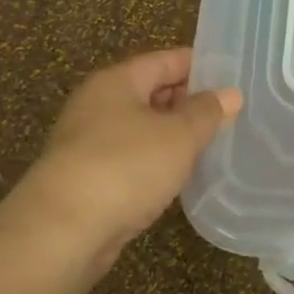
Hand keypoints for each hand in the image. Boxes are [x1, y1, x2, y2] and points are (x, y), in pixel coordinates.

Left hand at [4, 49, 241, 270]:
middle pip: (151, 92)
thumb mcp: (178, 135)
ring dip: (174, 136)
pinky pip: (132, 160)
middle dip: (189, 101)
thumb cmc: (124, 167)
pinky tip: (181, 176)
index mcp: (117, 82)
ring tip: (214, 144)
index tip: (233, 76)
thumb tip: (230, 94)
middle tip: (231, 113)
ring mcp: (89, 144)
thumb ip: (206, 112)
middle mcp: (98, 105)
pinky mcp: (88, 181)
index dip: (199, 65)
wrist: (60, 233)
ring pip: (142, 129)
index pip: (164, 60)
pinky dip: (157, 163)